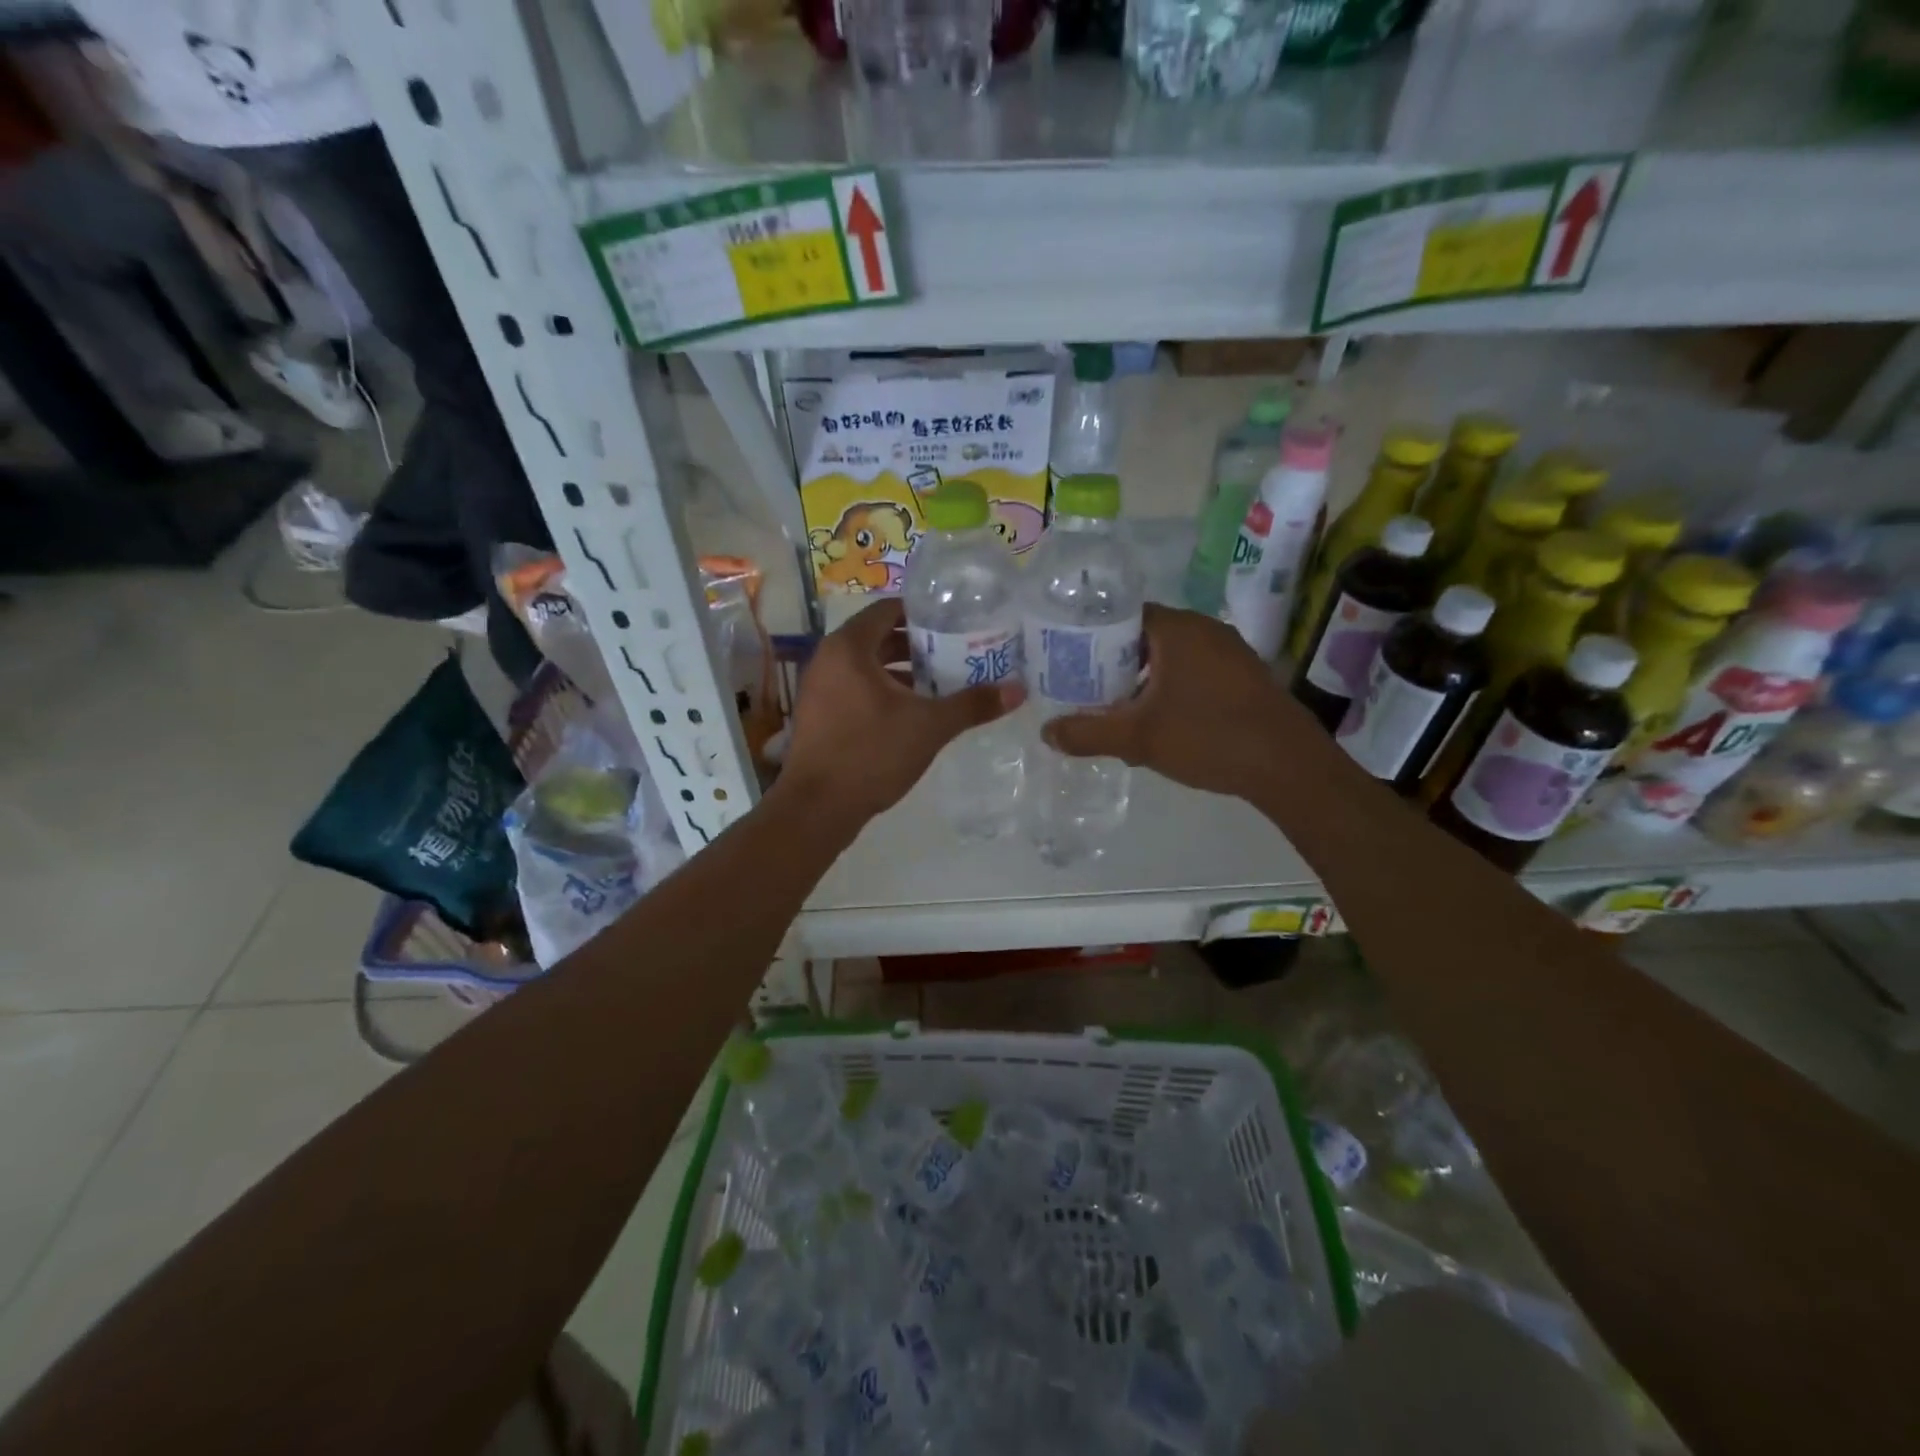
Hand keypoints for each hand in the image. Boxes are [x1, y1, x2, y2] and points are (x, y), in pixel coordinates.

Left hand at [779, 599, 1023, 829]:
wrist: (818, 807)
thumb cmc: (872, 753)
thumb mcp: (930, 726)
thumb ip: (973, 704)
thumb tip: (1019, 690)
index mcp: (849, 647)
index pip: (888, 610)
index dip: (923, 613)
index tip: (954, 622)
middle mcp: (828, 658)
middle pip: (878, 637)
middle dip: (916, 645)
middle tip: (955, 652)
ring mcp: (818, 688)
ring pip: (866, 666)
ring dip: (900, 671)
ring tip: (939, 682)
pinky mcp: (818, 714)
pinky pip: (854, 688)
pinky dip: (882, 691)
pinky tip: (911, 712)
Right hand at [1042, 603, 1315, 800]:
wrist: (1288, 766)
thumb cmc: (1208, 737)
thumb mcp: (1137, 738)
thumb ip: (1088, 734)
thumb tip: (1046, 733)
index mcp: (1177, 628)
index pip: (1121, 614)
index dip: (1091, 635)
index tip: (1070, 661)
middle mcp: (1205, 629)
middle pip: (1145, 637)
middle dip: (1115, 663)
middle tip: (1087, 689)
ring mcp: (1230, 651)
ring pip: (1171, 657)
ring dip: (1144, 680)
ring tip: (1119, 709)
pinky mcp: (1245, 676)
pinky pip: (1195, 671)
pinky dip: (1172, 688)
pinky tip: (1162, 721)